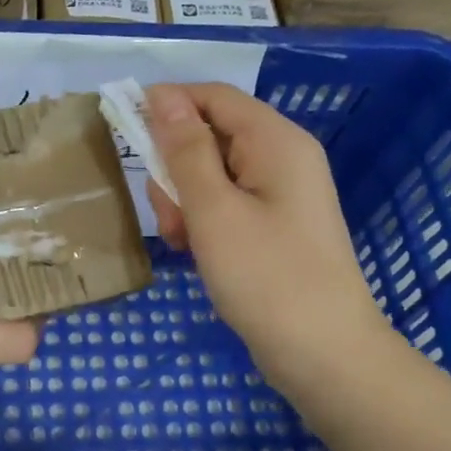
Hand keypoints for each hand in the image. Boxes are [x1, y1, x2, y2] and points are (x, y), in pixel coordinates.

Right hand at [144, 83, 390, 402]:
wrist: (324, 355)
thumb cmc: (266, 277)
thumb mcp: (214, 210)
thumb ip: (186, 150)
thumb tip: (162, 95)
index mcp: (276, 141)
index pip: (213, 96)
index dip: (168, 104)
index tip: (126, 130)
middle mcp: (282, 158)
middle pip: (212, 136)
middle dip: (176, 167)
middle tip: (167, 212)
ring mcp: (281, 194)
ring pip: (214, 175)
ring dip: (186, 201)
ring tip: (183, 242)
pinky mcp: (275, 226)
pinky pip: (228, 205)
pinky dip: (205, 222)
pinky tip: (197, 254)